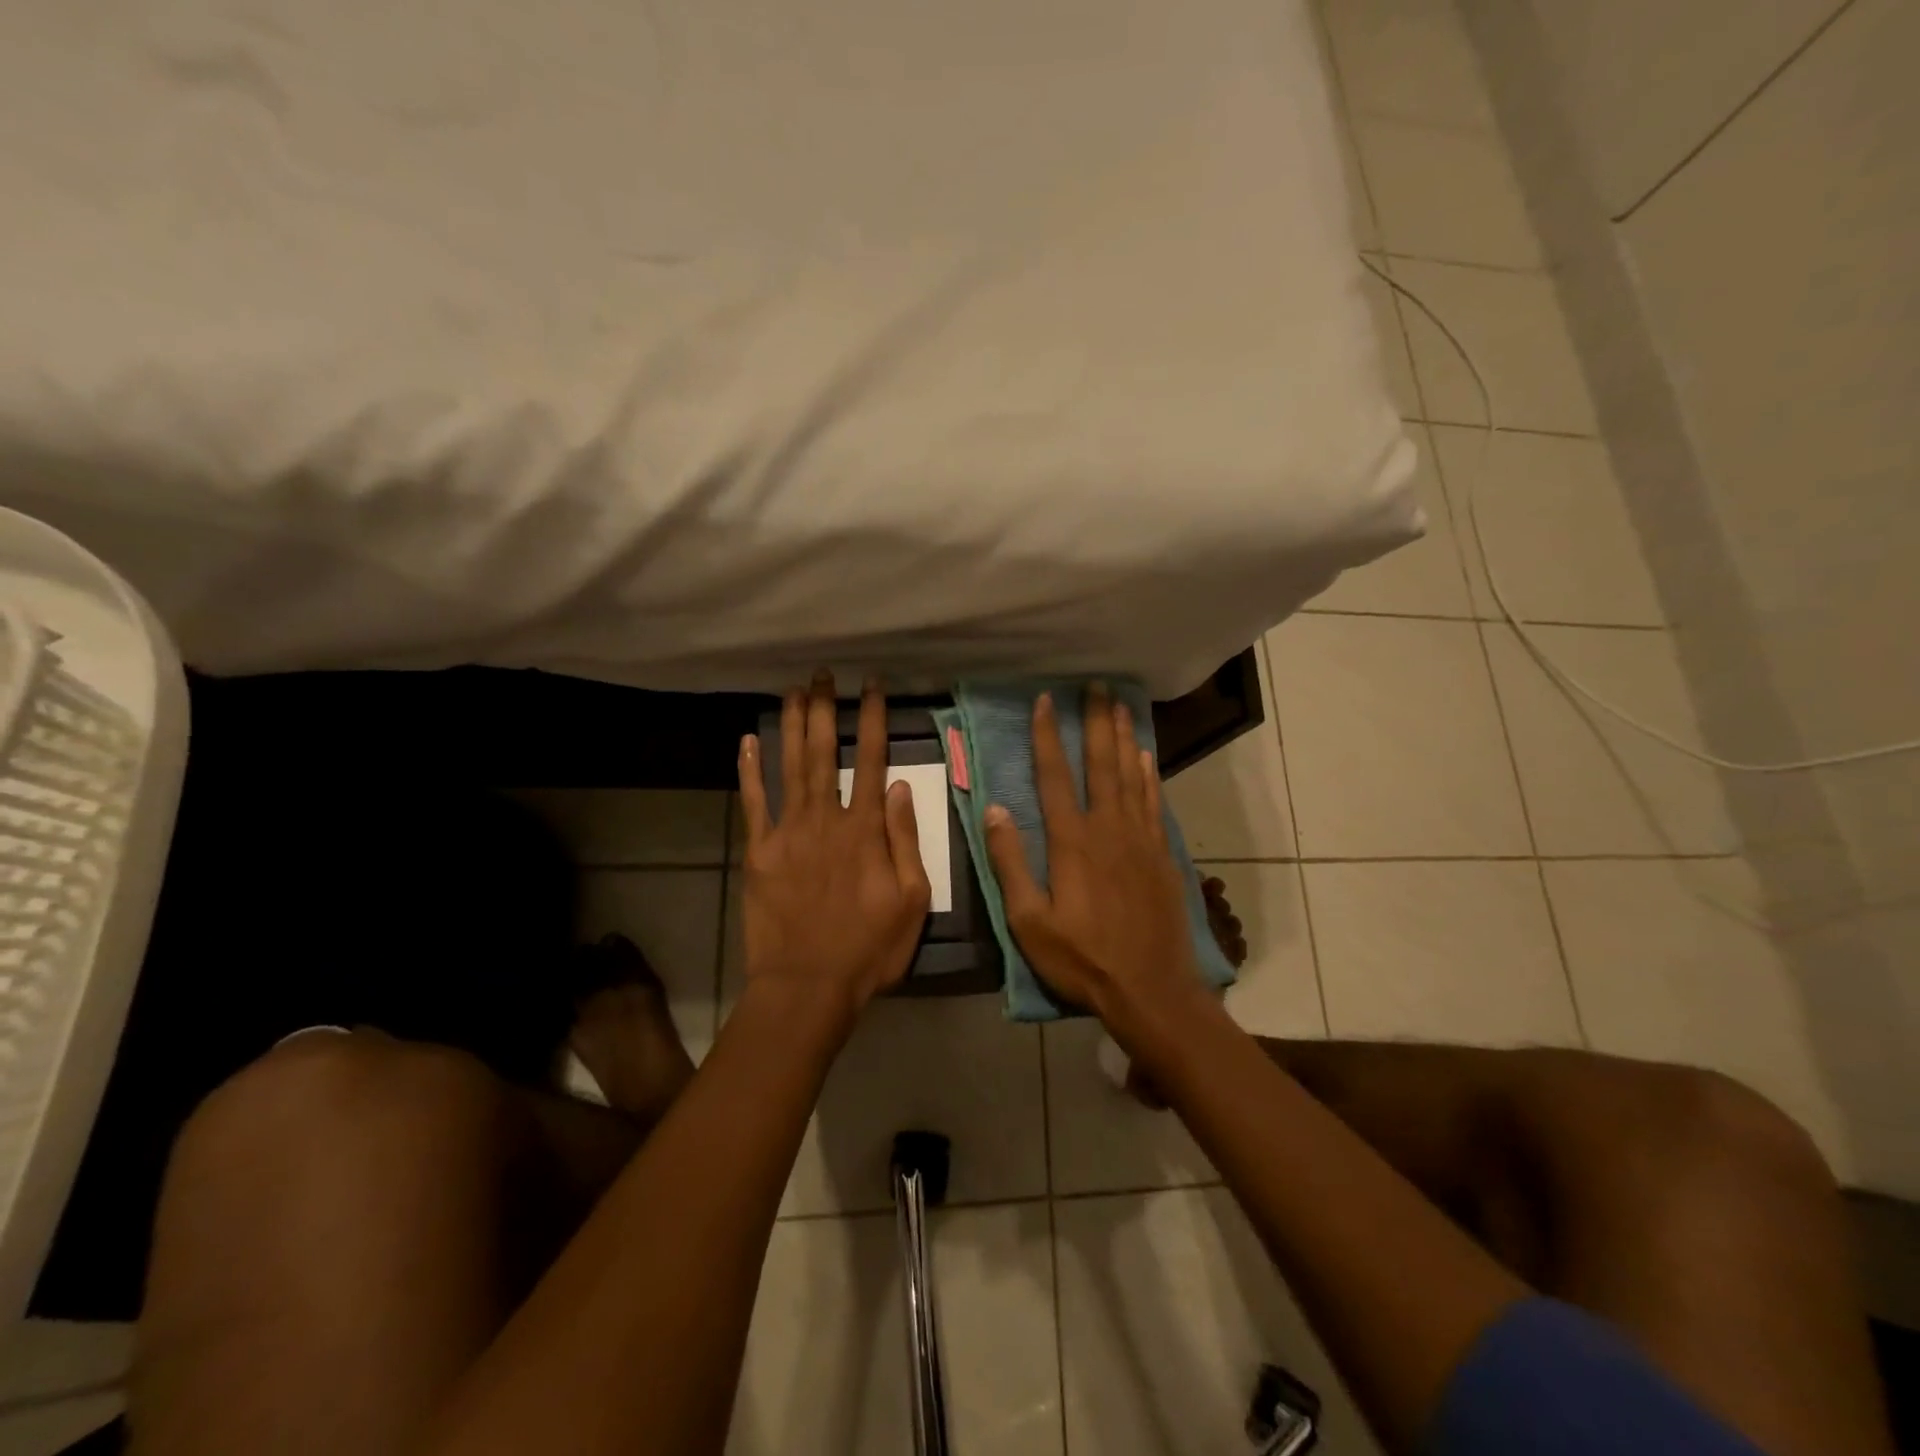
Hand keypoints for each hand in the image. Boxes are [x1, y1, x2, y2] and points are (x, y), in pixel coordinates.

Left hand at [737, 672, 932, 1021]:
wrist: (808, 985)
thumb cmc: (869, 948)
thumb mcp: (912, 900)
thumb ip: (906, 840)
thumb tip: (900, 787)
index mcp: (865, 830)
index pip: (872, 761)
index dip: (873, 719)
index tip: (872, 686)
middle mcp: (825, 819)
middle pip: (824, 753)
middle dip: (826, 709)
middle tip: (824, 674)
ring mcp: (787, 833)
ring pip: (790, 767)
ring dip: (791, 726)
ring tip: (793, 690)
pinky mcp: (758, 852)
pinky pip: (752, 803)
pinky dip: (749, 771)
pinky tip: (748, 741)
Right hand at [984, 684, 1203, 1031]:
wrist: (1151, 989)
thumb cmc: (1082, 959)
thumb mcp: (1030, 922)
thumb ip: (1011, 863)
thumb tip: (994, 809)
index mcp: (1072, 842)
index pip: (1056, 777)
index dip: (1048, 736)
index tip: (1045, 701)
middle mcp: (1108, 829)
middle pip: (1101, 764)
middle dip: (1096, 722)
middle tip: (1097, 685)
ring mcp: (1140, 840)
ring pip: (1131, 776)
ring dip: (1124, 738)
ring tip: (1121, 705)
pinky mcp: (1162, 855)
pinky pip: (1154, 802)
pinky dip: (1149, 775)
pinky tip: (1146, 757)